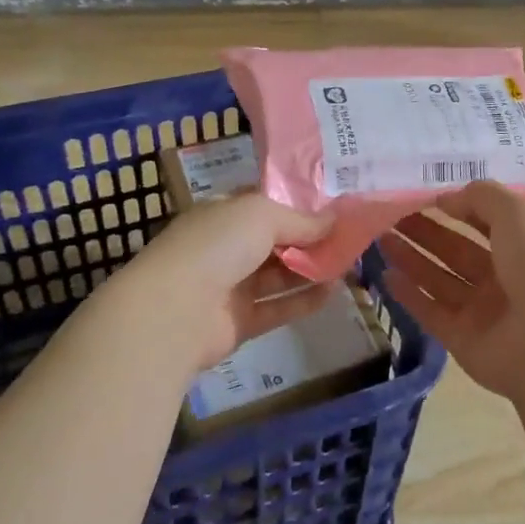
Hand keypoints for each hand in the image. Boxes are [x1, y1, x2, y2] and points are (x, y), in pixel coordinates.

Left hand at [88, 193, 334, 371]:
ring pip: (279, 274)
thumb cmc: (216, 246)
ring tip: (350, 262)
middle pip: (276, 239)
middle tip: (351, 234)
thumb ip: (301, 219)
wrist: (173, 312)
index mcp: (224, 214)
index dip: (298, 202)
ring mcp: (232, 286)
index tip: (335, 204)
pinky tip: (335, 291)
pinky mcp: (240, 321)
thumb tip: (334, 221)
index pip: (265, 203)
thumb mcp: (262, 215)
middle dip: (311, 237)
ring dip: (312, 268)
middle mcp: (227, 247)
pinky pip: (278, 307)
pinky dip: (305, 300)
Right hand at [378, 181, 524, 400]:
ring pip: (439, 279)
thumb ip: (481, 197)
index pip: (485, 222)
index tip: (422, 195)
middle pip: (456, 250)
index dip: (457, 208)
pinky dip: (409, 294)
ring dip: (411, 258)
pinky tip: (386, 275)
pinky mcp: (462, 339)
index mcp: (523, 247)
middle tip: (389, 215)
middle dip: (425, 231)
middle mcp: (503, 278)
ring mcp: (482, 311)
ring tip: (380, 237)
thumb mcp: (516, 213)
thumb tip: (447, 198)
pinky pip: (431, 312)